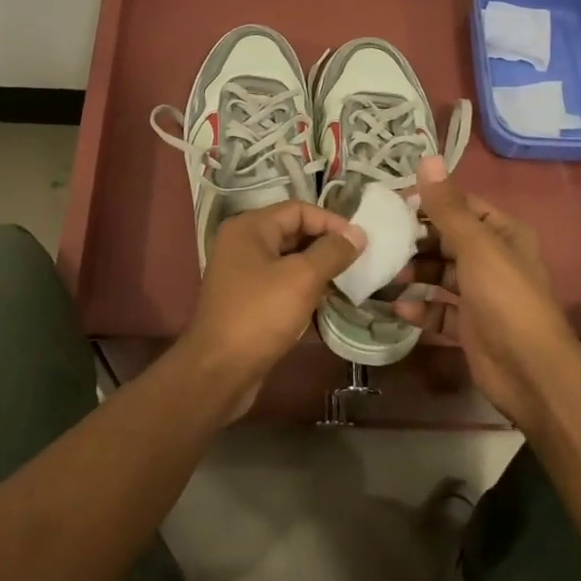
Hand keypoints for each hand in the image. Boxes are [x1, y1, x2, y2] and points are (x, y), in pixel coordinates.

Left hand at [177, 201, 365, 419]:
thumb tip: (358, 234)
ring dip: (318, 268)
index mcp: (249, 228)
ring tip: (350, 280)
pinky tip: (328, 301)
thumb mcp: (302, 278)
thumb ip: (332, 252)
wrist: (219, 371)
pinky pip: (282, 284)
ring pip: (289, 260)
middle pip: (293, 232)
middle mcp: (242, 244)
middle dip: (326, 244)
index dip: (331, 221)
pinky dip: (305, 288)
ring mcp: (242, 274)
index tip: (360, 242)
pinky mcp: (247, 301)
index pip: (298, 209)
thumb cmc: (260, 315)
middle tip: (360, 260)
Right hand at [394, 157, 580, 424]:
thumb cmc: (504, 297)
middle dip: (416, 241)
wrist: (528, 370)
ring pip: (441, 275)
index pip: (462, 206)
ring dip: (414, 274)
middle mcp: (494, 259)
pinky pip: (440, 310)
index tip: (392, 205)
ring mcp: (482, 294)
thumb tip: (426, 159)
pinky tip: (398, 309)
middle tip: (380, 240)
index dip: (430, 202)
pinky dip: (420, 308)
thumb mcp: (475, 246)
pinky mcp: (470, 325)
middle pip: (448, 240)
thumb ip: (447, 207)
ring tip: (384, 274)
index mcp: (503, 233)